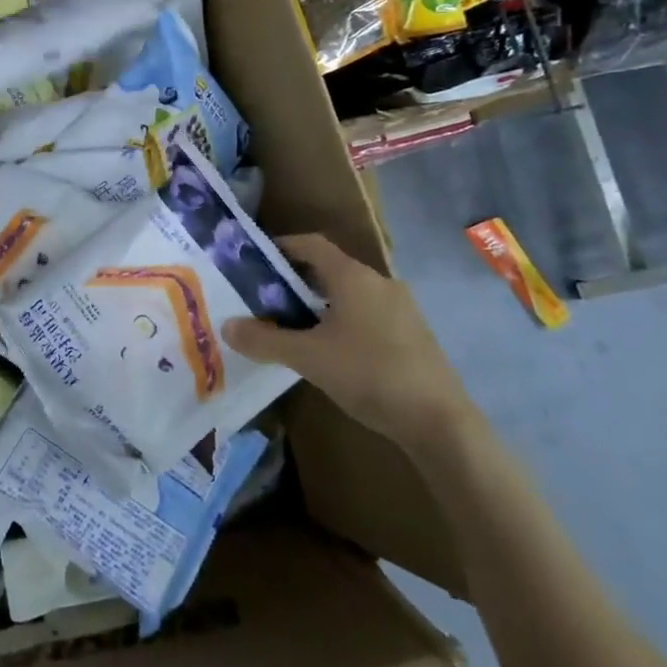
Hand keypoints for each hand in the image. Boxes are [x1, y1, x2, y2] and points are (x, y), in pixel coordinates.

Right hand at [224, 233, 474, 455]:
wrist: (440, 422)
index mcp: (352, 277)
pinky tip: (332, 351)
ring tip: (294, 326)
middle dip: (297, 281)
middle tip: (267, 299)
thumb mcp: (307, 357)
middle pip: (331, 269)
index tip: (257, 260)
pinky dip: (344, 320)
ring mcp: (401, 308)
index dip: (283, 247)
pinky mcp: (413, 334)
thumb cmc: (368, 374)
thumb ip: (264, 340)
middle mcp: (379, 282)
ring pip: (351, 294)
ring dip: (321, 303)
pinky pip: (369, 314)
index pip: (312, 244)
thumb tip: (226, 326)